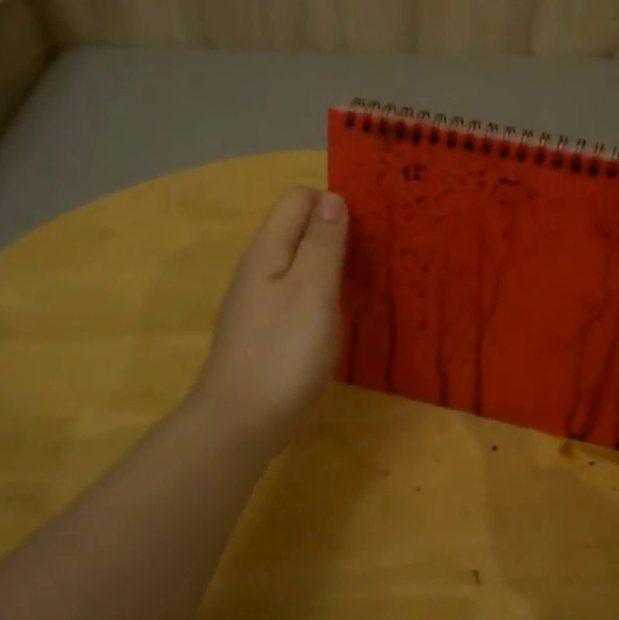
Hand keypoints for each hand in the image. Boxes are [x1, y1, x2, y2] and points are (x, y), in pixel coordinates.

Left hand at [189, 188, 347, 451]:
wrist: (241, 421)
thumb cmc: (283, 351)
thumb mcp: (312, 290)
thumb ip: (322, 242)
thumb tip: (331, 198)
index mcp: (267, 250)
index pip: (298, 199)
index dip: (333, 202)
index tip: (370, 225)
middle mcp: (258, 269)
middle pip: (298, 229)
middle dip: (335, 232)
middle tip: (377, 254)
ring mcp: (258, 302)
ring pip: (299, 264)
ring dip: (331, 264)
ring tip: (367, 282)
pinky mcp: (265, 331)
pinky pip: (297, 294)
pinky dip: (321, 294)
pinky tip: (340, 315)